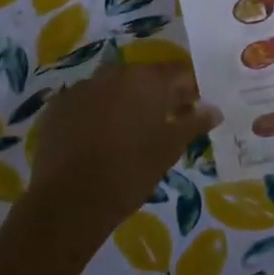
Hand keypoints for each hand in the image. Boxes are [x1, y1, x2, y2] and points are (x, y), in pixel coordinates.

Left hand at [20, 60, 220, 263]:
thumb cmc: (130, 172)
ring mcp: (82, 87)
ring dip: (124, 101)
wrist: (70, 200)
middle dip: (157, 95)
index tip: (193, 110)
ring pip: (113, 87)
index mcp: (147, 80)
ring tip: (128, 132)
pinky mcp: (58, 106)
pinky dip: (95, 112)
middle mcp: (114, 74)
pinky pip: (86, 101)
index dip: (190, 90)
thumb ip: (194, 123)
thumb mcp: (169, 149)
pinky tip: (96, 138)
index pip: (179, 73)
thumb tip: (215, 110)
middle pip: (144, 77)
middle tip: (164, 123)